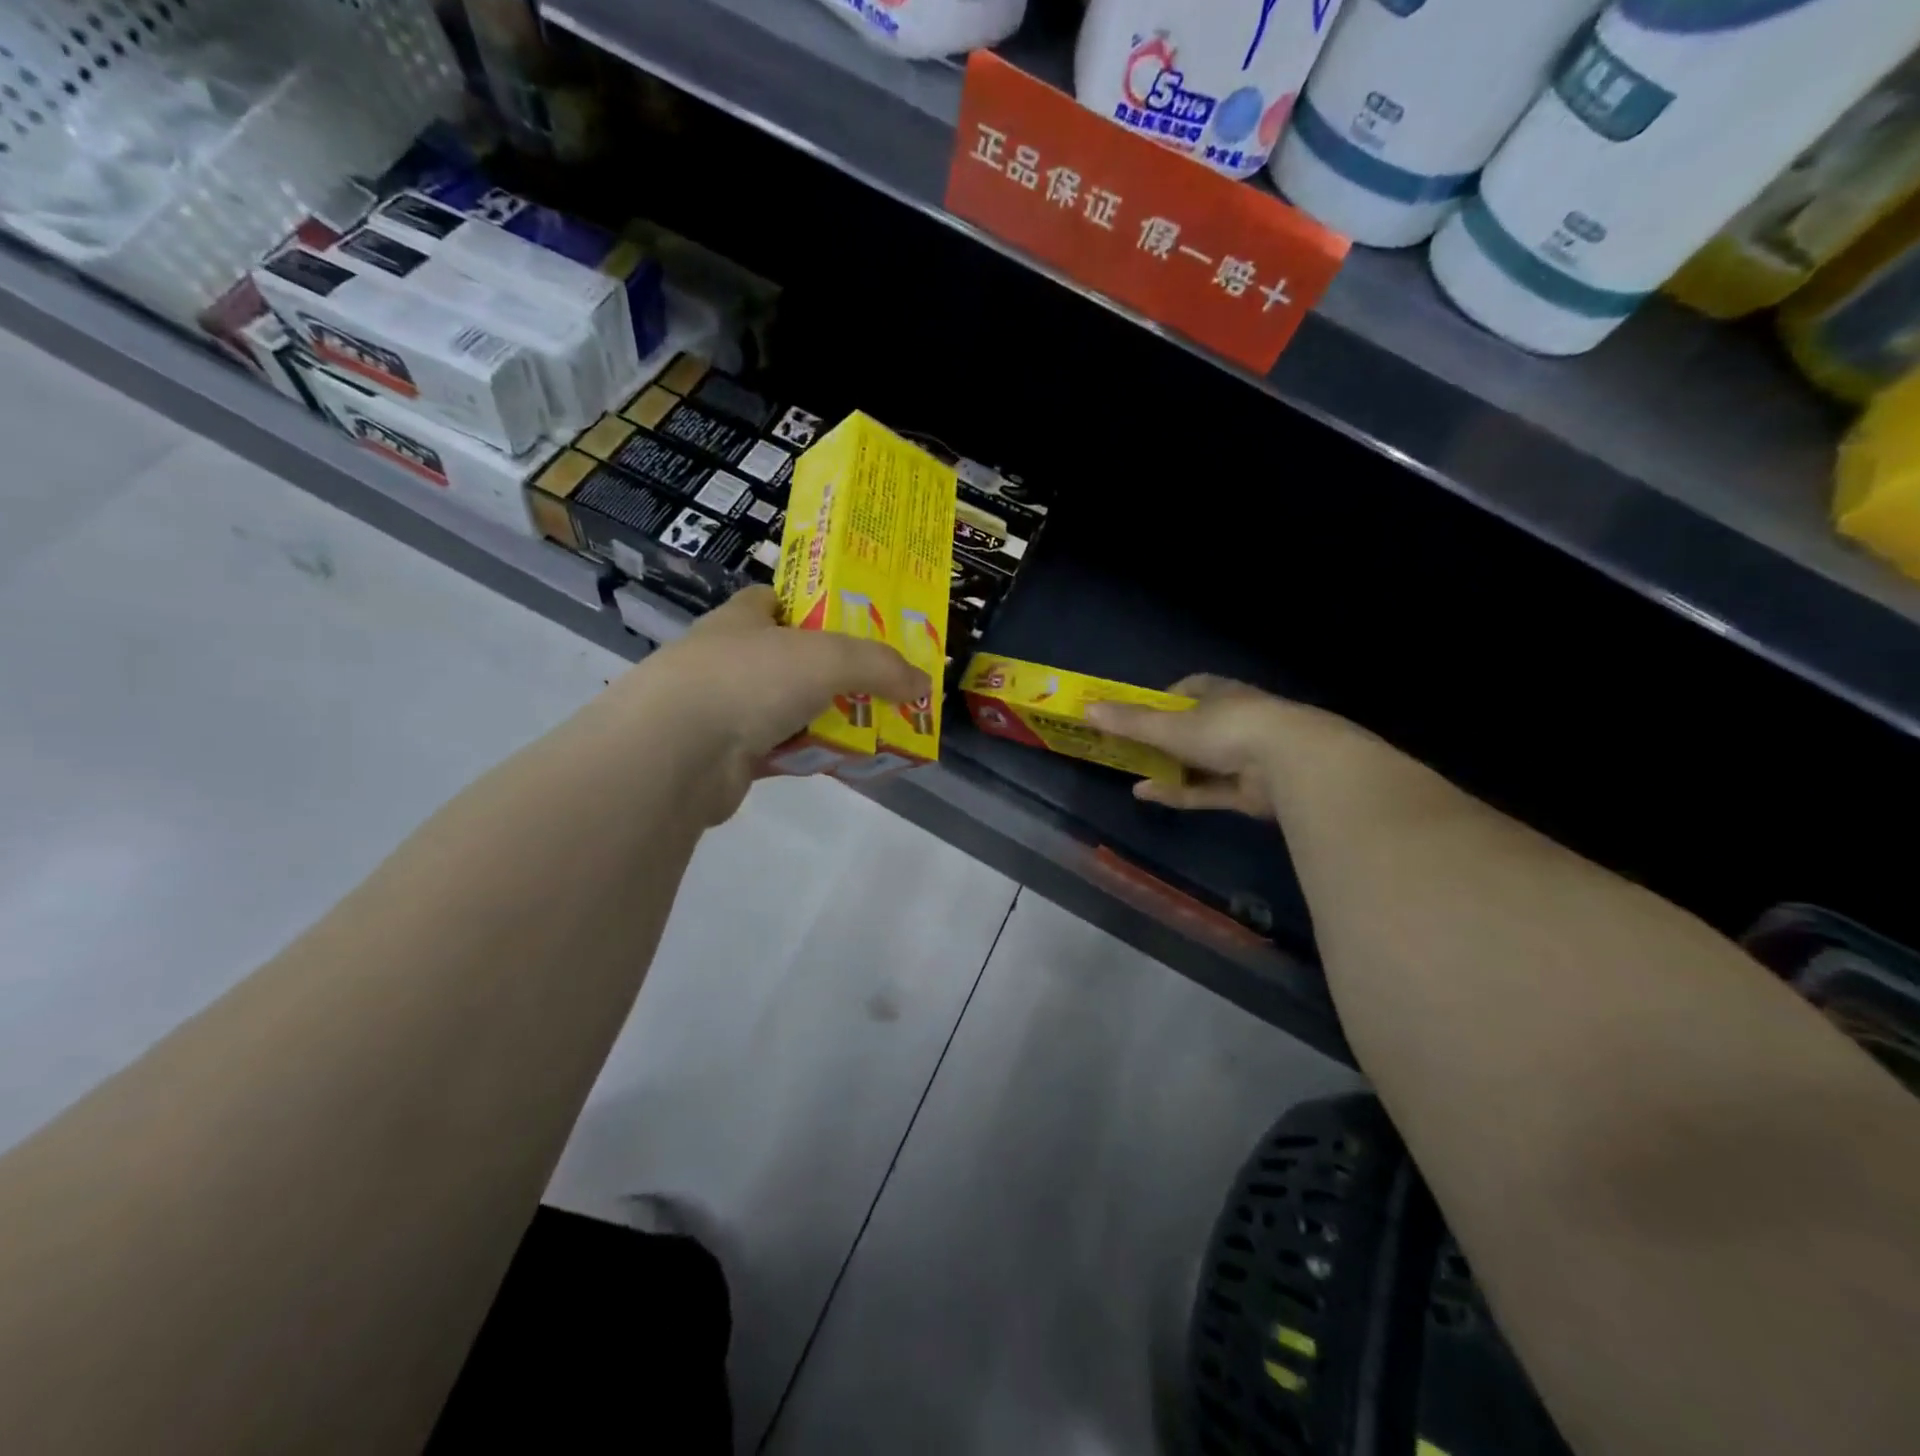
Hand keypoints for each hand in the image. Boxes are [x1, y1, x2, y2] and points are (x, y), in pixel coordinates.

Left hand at [602, 586, 929, 822]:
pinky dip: (810, 753)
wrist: (677, 753)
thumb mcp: (828, 656)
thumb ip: (879, 665)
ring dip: (826, 716)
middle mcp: (730, 658)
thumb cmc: (749, 679)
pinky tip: (843, 761)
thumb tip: (923, 683)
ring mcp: (725, 708)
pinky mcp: (728, 755)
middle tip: (883, 681)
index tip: (856, 622)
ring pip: (790, 706)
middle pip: (792, 657)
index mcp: (744, 617)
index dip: (815, 605)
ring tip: (875, 724)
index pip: (777, 599)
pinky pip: (783, 749)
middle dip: (835, 670)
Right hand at [1086, 675, 1368, 820]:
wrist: (1292, 763)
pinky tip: (1147, 794)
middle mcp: (1231, 720)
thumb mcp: (1169, 725)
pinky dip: (1178, 791)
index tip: (1134, 715)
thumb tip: (1086, 710)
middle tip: (1125, 749)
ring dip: (1166, 768)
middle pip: (1189, 729)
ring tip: (1131, 774)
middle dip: (1160, 740)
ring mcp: (1242, 756)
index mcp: (1217, 693)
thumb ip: (1129, 721)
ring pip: (1196, 762)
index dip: (1159, 701)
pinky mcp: (1247, 790)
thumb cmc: (1226, 729)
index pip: (1186, 690)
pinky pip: (1205, 789)